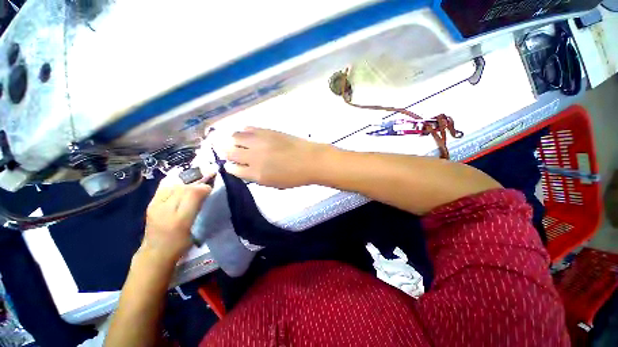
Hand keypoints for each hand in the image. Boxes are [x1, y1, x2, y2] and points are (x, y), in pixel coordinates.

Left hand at [141, 169, 212, 263]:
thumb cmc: (178, 242)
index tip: (213, 184)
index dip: (203, 186)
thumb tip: (205, 188)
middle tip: (209, 170)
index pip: (191, 193)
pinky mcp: (152, 202)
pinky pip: (164, 185)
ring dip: (186, 174)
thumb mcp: (191, 227)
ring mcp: (155, 203)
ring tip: (198, 170)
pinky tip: (181, 174)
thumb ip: (197, 206)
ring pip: (172, 183)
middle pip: (182, 185)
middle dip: (196, 176)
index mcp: (177, 217)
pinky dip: (174, 177)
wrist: (155, 253)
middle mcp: (163, 206)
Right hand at [224, 127, 329, 188]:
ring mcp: (260, 142)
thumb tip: (244, 168)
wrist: (311, 160)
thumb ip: (256, 176)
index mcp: (256, 174)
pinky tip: (246, 134)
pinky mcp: (268, 131)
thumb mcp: (274, 183)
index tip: (230, 165)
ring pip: (236, 137)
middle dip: (224, 151)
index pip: (233, 169)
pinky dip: (244, 131)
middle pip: (230, 151)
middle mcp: (254, 157)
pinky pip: (249, 128)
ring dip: (232, 140)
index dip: (229, 166)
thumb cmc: (295, 176)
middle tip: (225, 150)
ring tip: (234, 141)